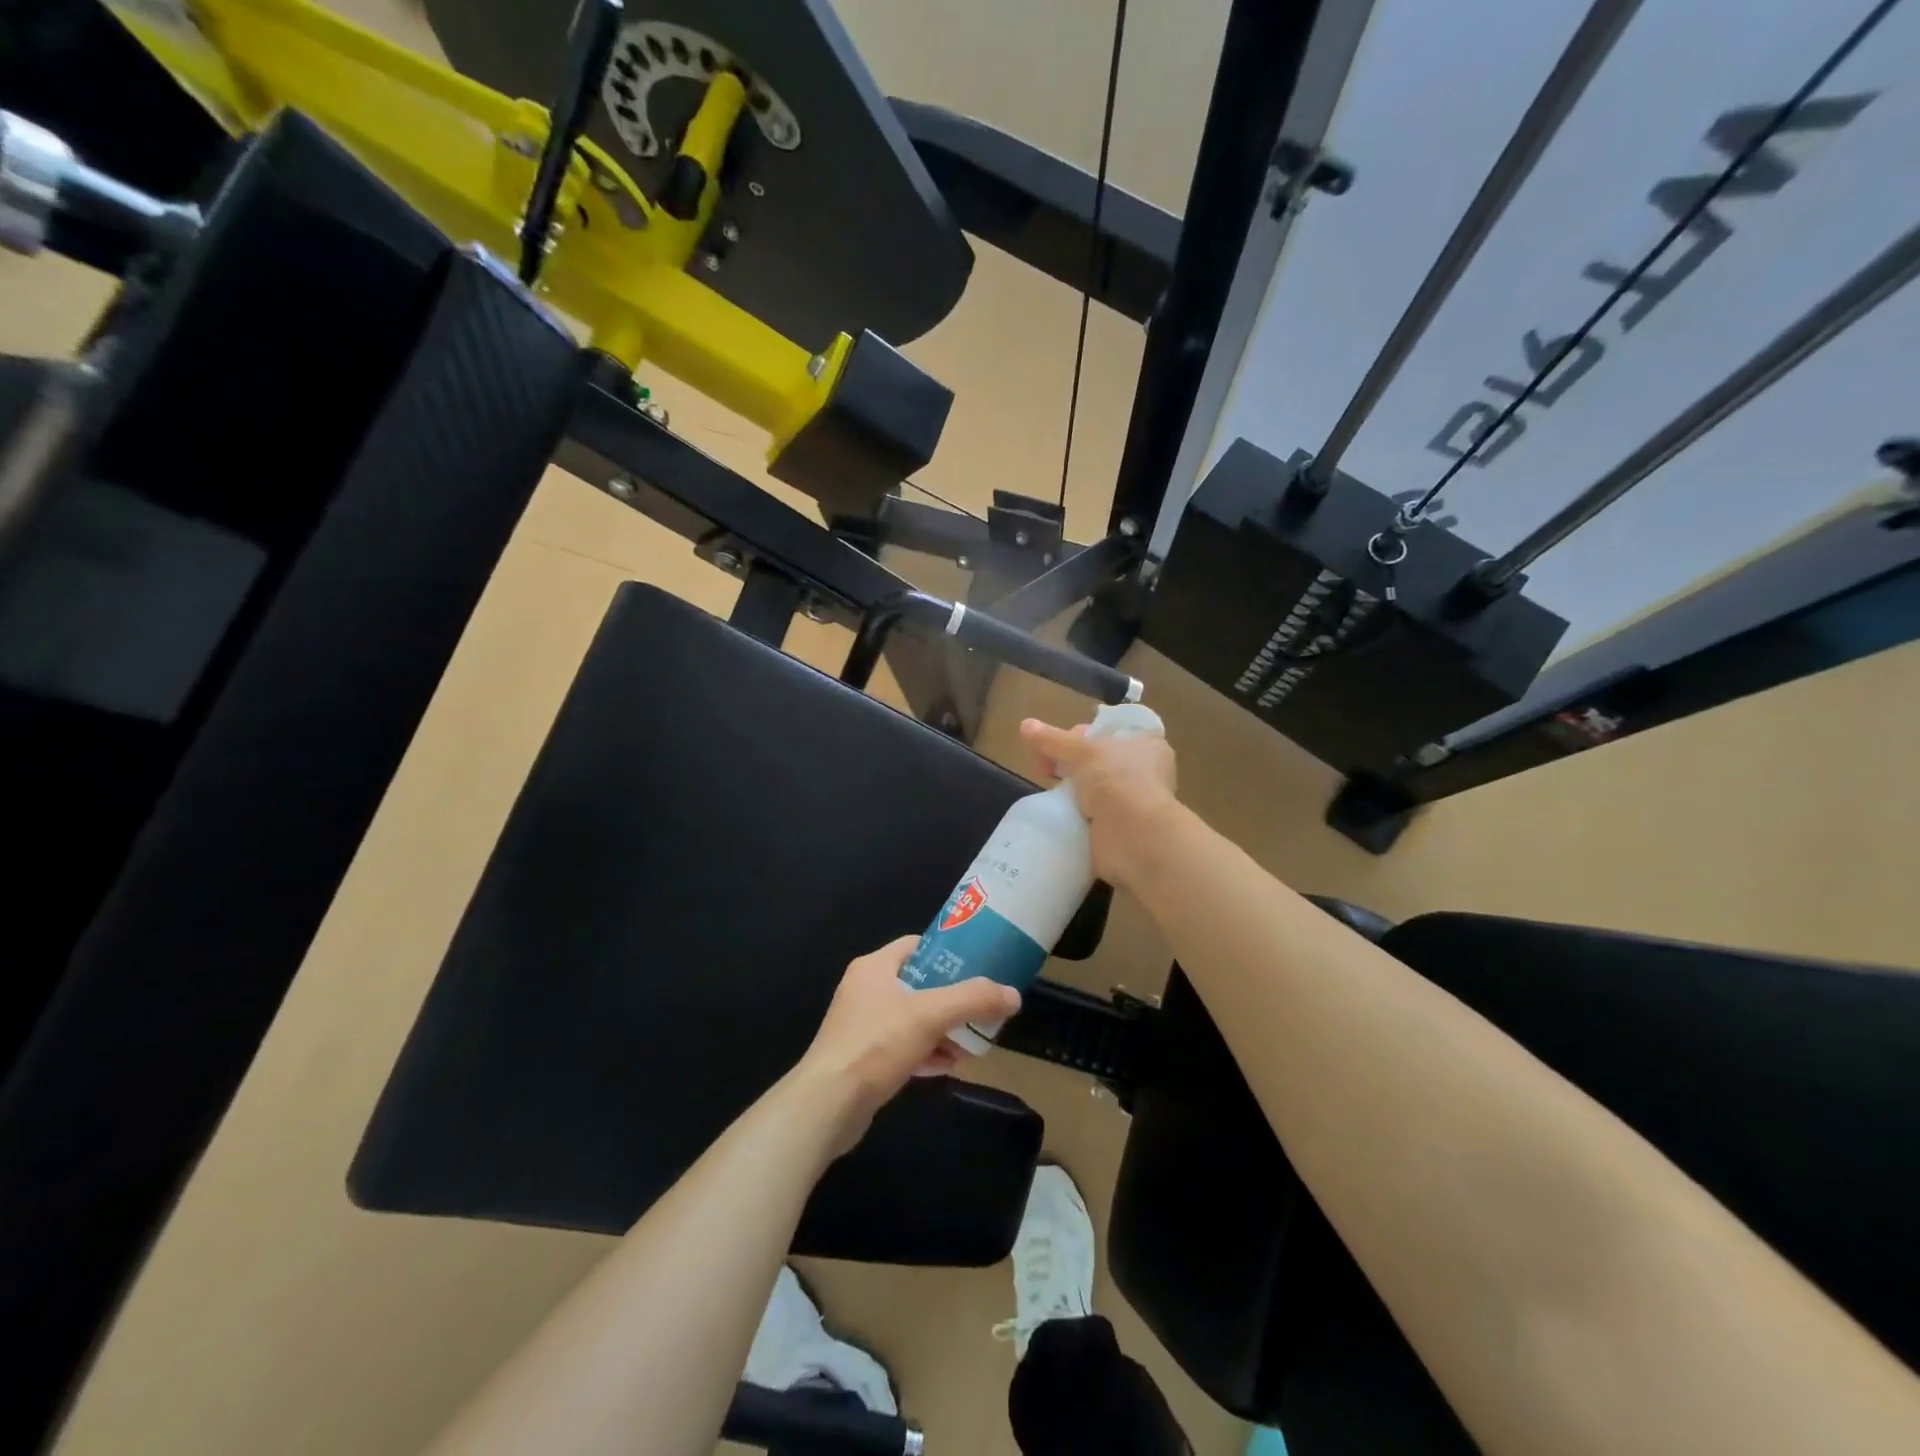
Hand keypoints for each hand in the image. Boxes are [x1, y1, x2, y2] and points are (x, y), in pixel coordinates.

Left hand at [795, 936, 1020, 1153]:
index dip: (949, 953)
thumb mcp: (930, 1015)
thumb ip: (973, 1000)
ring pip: (913, 1018)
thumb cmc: (876, 1044)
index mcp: (875, 967)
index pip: (918, 946)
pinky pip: (903, 1046)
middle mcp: (866, 990)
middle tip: (982, 1010)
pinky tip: (949, 1066)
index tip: (979, 966)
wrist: (828, 1105)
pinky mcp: (863, 1058)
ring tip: (973, 1044)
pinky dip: (927, 1052)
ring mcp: (862, 1025)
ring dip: (943, 1030)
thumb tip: (1013, 995)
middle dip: (953, 999)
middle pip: (920, 984)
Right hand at [1019, 717, 1179, 890]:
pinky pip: (1092, 814)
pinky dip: (1076, 813)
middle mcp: (1145, 772)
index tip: (1061, 743)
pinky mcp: (1121, 828)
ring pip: (1094, 788)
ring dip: (1073, 790)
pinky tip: (1059, 812)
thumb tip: (1025, 725)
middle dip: (1071, 763)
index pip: (1111, 731)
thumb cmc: (1116, 780)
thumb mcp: (1080, 752)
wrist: (1134, 836)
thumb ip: (1052, 740)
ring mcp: (1134, 802)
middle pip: (1099, 760)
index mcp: (1147, 745)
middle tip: (1047, 767)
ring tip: (1050, 790)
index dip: (1083, 733)